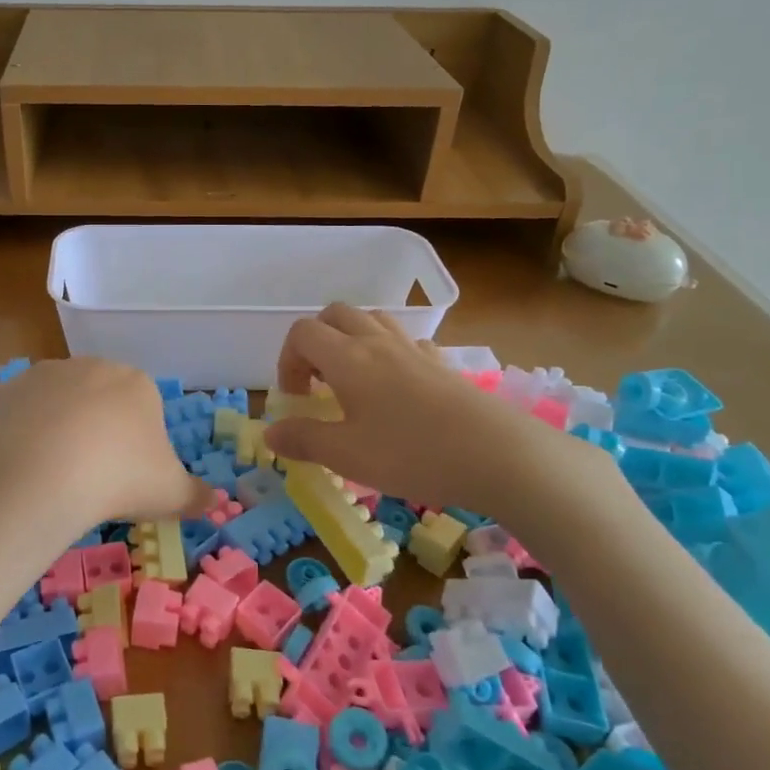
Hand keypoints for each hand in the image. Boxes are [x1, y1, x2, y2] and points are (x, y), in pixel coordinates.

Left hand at [0, 357, 210, 542]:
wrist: (43, 473)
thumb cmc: (119, 478)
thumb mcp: (170, 493)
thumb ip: (197, 496)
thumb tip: (218, 503)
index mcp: (137, 383)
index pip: (143, 407)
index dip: (137, 442)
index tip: (128, 475)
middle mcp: (92, 366)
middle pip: (100, 398)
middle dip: (98, 428)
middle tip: (92, 474)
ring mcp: (47, 374)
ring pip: (59, 401)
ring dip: (59, 426)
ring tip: (55, 472)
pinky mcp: (8, 389)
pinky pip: (22, 410)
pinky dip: (24, 431)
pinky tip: (24, 462)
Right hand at [261, 303, 616, 517]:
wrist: (499, 455)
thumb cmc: (412, 454)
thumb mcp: (347, 456)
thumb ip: (303, 440)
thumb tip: (270, 432)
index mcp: (347, 358)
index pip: (302, 333)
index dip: (288, 360)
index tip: (297, 399)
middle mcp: (377, 342)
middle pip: (335, 314)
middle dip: (316, 341)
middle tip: (318, 383)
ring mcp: (414, 350)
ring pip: (373, 319)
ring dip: (352, 339)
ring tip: (353, 380)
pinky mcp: (443, 364)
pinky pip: (407, 340)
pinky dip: (389, 352)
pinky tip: (396, 387)